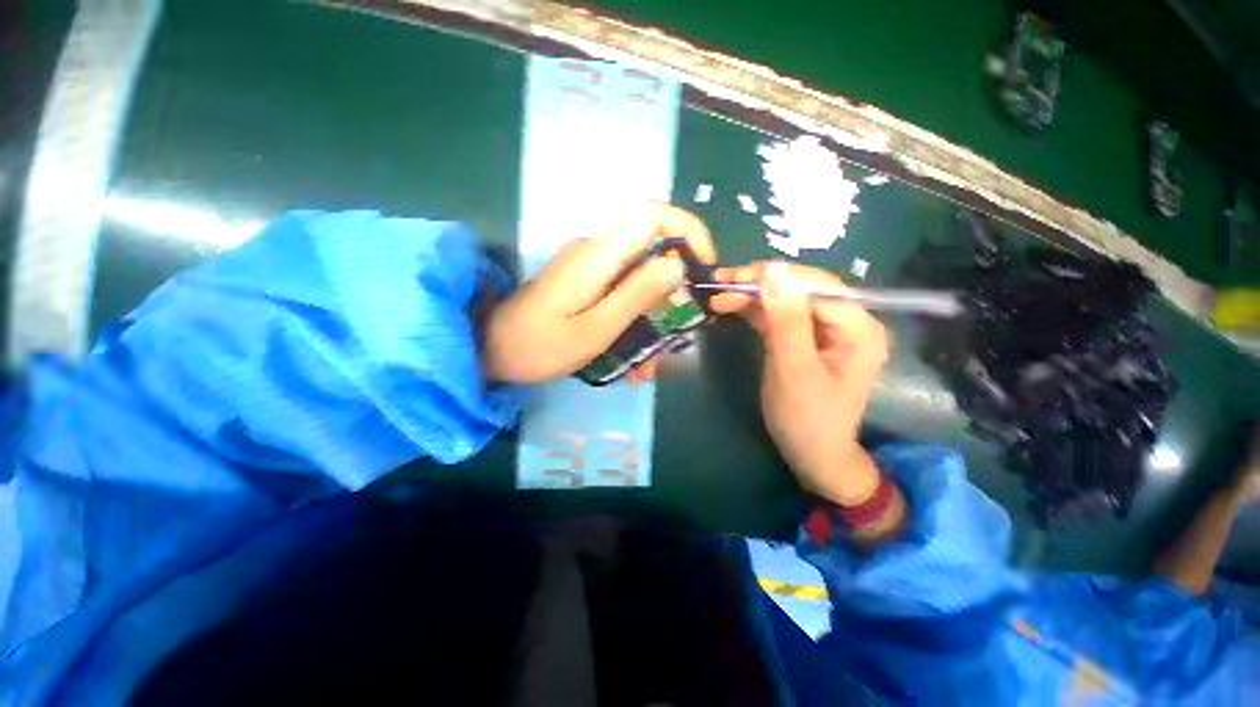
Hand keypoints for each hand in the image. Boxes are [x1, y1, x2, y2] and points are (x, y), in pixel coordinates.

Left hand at [483, 202, 716, 383]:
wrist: (491, 351)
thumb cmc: (539, 346)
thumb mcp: (595, 329)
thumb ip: (636, 295)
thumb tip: (678, 266)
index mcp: (597, 256)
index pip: (652, 215)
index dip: (688, 230)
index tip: (705, 266)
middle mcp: (595, 251)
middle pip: (652, 252)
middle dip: (672, 295)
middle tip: (674, 338)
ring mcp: (589, 266)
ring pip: (639, 280)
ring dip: (651, 319)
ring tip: (645, 367)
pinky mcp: (585, 281)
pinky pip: (621, 292)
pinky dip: (634, 320)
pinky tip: (630, 359)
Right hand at [711, 261, 889, 505]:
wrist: (812, 455)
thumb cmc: (806, 419)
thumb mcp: (793, 370)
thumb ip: (786, 320)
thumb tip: (773, 270)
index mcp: (859, 328)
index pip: (816, 287)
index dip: (775, 278)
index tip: (732, 278)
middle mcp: (847, 322)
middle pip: (801, 289)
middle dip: (760, 284)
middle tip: (720, 283)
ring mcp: (826, 331)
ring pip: (787, 300)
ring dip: (753, 296)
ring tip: (719, 294)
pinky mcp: (806, 339)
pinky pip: (781, 316)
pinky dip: (756, 311)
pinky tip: (733, 307)